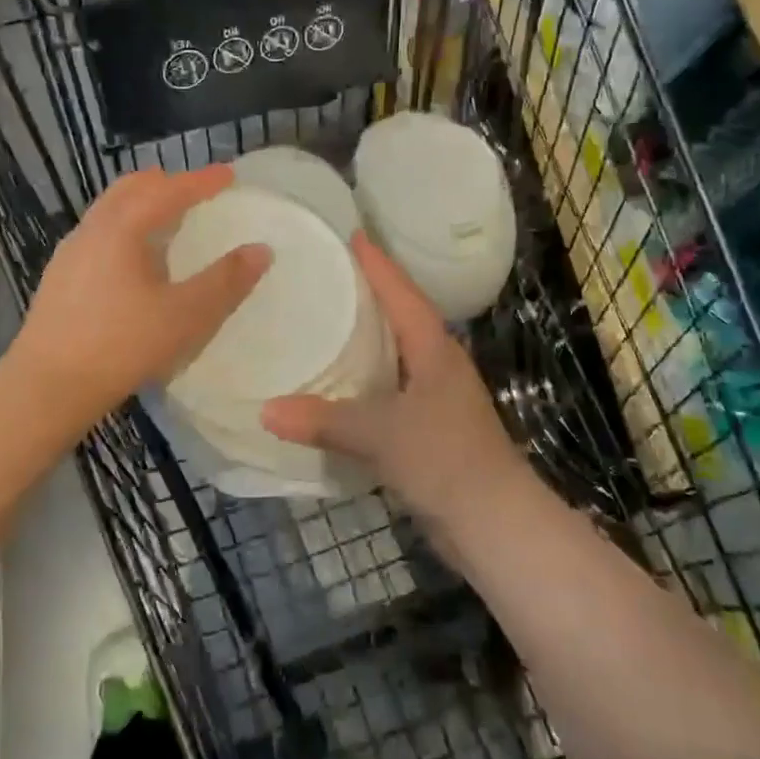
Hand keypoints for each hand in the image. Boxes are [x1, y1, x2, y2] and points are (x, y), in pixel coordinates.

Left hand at [9, 165, 269, 429]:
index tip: (229, 174)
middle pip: (131, 189)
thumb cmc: (121, 346)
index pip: (167, 191)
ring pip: (110, 210)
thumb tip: (260, 250)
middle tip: (196, 190)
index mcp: (121, 229)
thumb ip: (225, 282)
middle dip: (166, 183)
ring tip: (168, 218)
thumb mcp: (185, 316)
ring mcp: (70, 253)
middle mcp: (92, 230)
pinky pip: (99, 233)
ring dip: (142, 203)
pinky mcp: (60, 277)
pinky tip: (134, 259)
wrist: (46, 387)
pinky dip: (126, 226)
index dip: (201, 181)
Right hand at [261, 233, 526, 525]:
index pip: (401, 293)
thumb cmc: (444, 459)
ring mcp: (438, 397)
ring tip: (325, 321)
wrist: (494, 524)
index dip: (377, 264)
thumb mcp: (380, 434)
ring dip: (367, 337)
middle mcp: (438, 364)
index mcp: (433, 349)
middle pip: (401, 316)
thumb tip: (265, 411)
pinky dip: (366, 379)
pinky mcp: (431, 428)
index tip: (352, 234)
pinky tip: (339, 384)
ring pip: (396, 354)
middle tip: (327, 273)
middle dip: (369, 294)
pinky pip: (391, 388)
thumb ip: (323, 419)